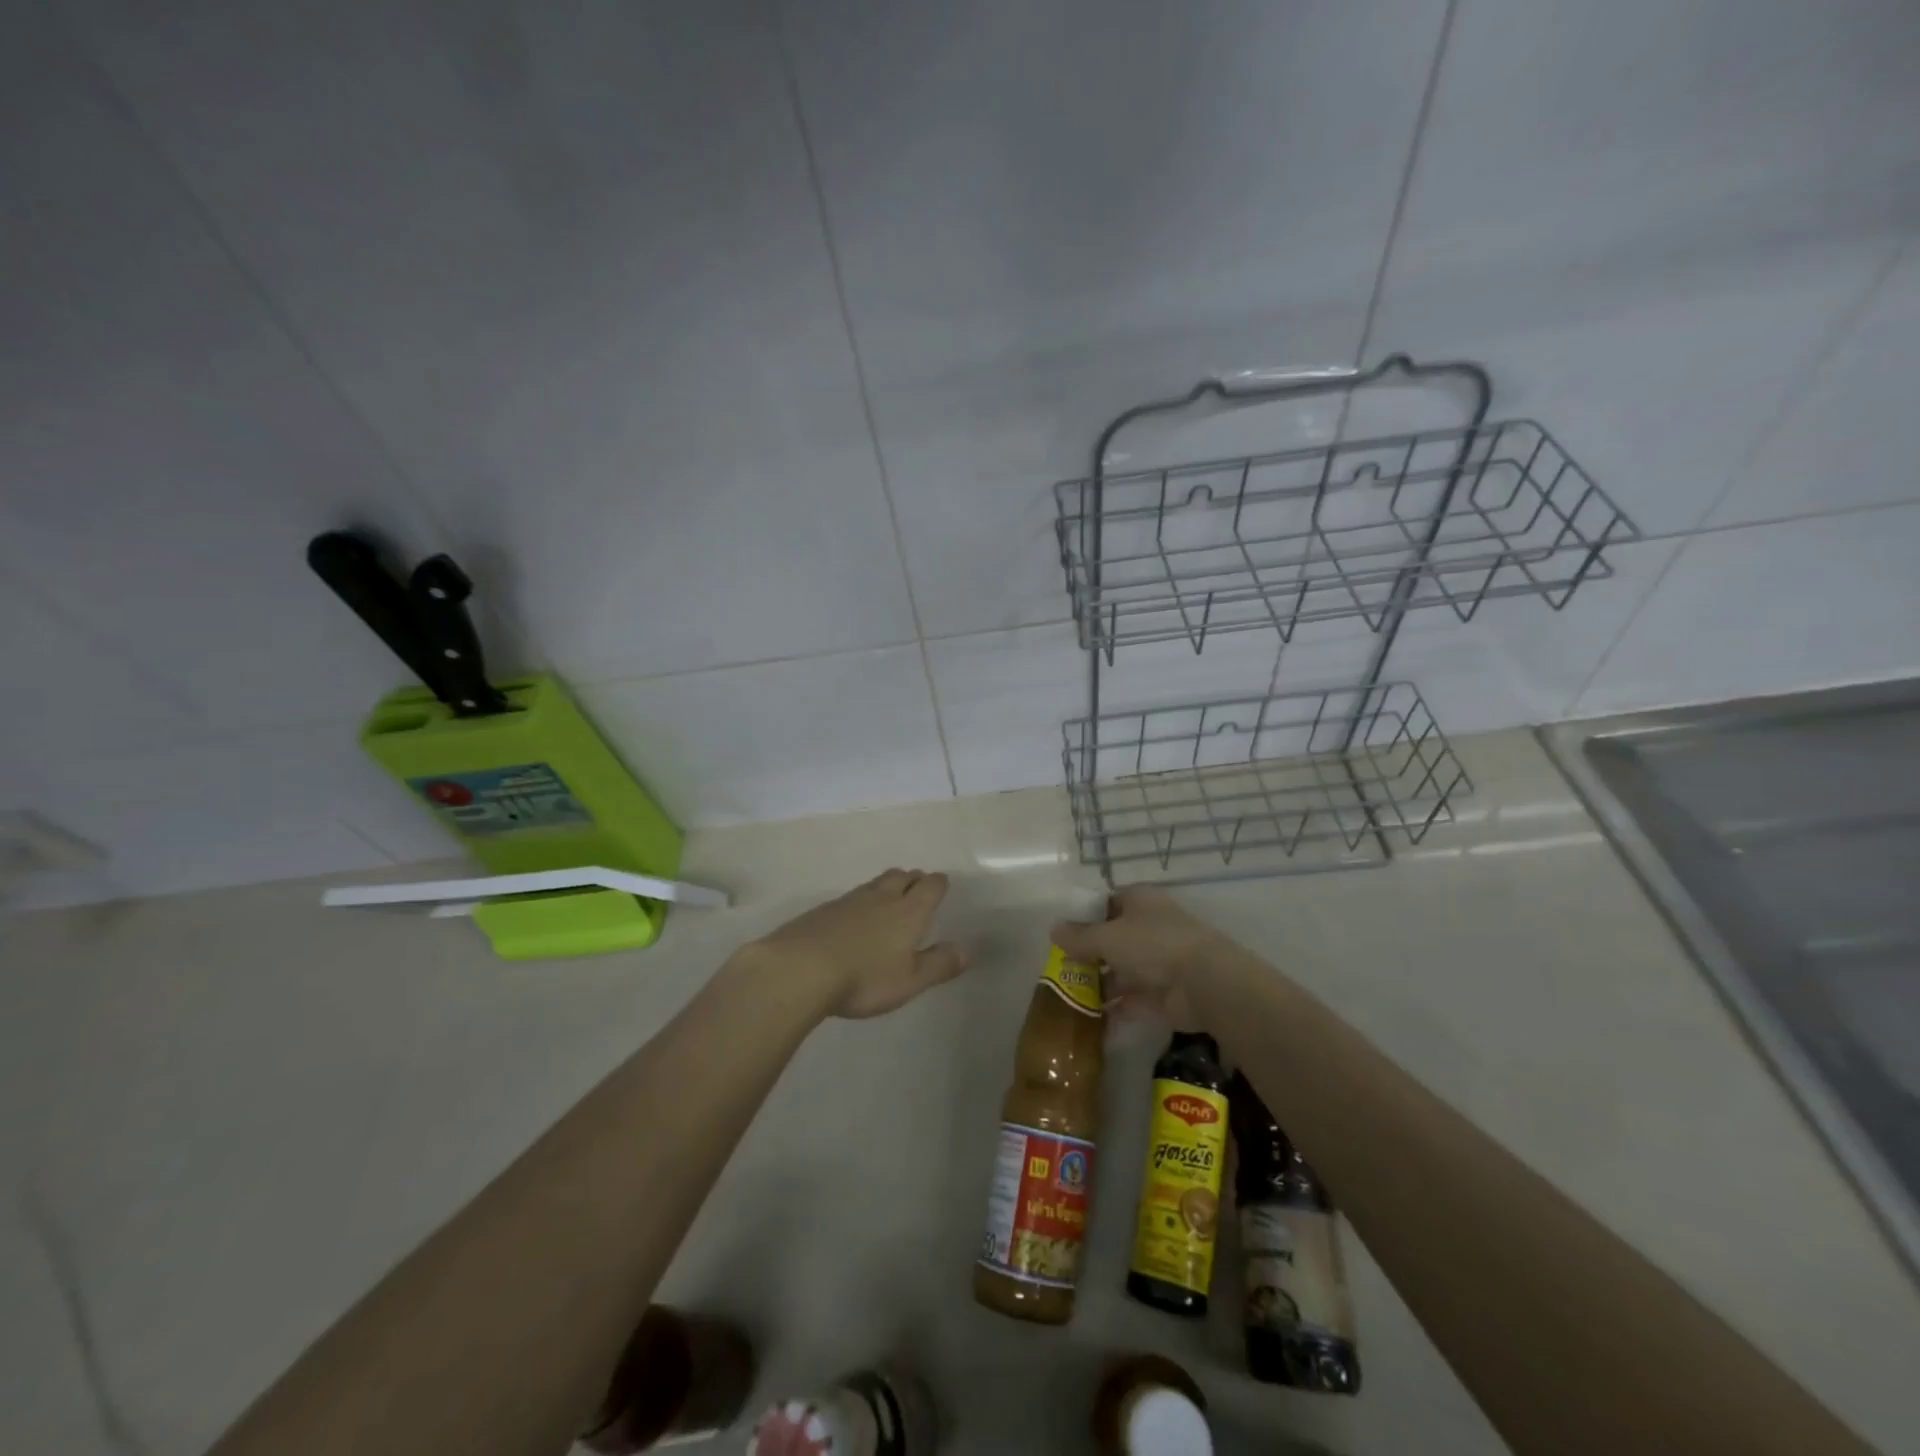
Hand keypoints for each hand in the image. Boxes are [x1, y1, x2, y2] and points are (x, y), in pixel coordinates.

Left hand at [745, 869, 969, 1019]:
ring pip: (875, 884)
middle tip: (918, 887)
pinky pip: (850, 898)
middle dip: (913, 879)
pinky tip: (854, 919)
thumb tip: (968, 950)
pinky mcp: (823, 910)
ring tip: (889, 899)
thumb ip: (939, 964)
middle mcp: (882, 898)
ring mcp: (849, 900)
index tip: (942, 886)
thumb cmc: (865, 978)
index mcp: (909, 911)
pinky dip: (860, 902)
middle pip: (902, 876)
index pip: (930, 886)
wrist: (800, 968)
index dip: (938, 884)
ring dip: (887, 886)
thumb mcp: (910, 981)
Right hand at [1050, 886, 1229, 1026]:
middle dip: (1092, 954)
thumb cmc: (1152, 945)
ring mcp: (1161, 961)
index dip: (1087, 916)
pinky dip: (1116, 1007)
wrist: (1205, 984)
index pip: (1109, 902)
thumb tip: (1054, 930)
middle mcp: (1152, 927)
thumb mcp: (1107, 937)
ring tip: (1070, 997)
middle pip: (1115, 938)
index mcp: (1141, 901)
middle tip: (1062, 968)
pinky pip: (1135, 999)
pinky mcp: (1167, 994)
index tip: (1064, 934)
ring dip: (1102, 983)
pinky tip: (1091, 1018)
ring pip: (1124, 970)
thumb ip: (1080, 936)